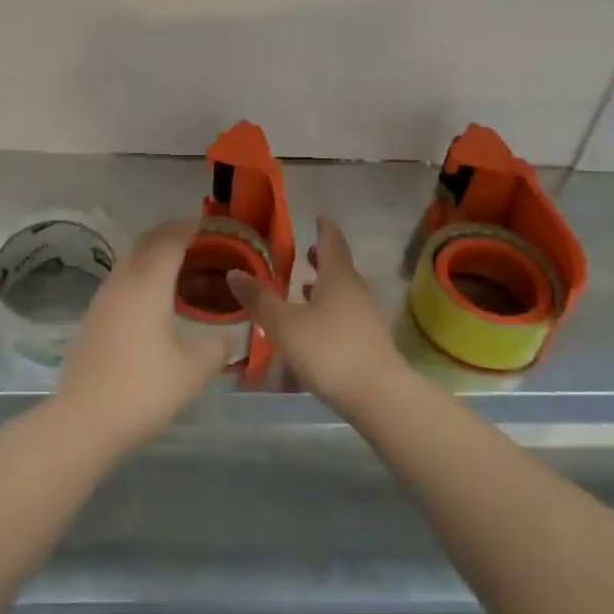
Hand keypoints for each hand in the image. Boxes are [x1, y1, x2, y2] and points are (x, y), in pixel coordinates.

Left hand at [54, 218, 234, 453]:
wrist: (85, 419)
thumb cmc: (144, 389)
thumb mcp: (193, 371)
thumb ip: (215, 347)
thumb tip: (226, 337)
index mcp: (148, 282)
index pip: (170, 239)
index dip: (189, 226)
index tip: (209, 223)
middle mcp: (123, 281)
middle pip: (146, 242)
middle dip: (171, 234)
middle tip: (198, 240)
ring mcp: (103, 298)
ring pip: (131, 261)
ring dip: (154, 255)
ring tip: (182, 268)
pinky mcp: (94, 317)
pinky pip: (123, 281)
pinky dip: (143, 276)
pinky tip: (156, 299)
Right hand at [228, 216, 401, 417]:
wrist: (379, 397)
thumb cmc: (330, 350)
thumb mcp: (284, 324)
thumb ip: (259, 299)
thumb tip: (234, 273)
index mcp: (338, 276)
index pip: (332, 240)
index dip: (323, 227)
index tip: (316, 216)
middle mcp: (355, 290)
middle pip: (339, 266)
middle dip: (321, 258)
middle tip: (303, 252)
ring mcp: (366, 317)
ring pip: (342, 291)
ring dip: (324, 285)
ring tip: (302, 287)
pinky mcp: (368, 341)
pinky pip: (345, 314)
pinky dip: (328, 309)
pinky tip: (313, 325)